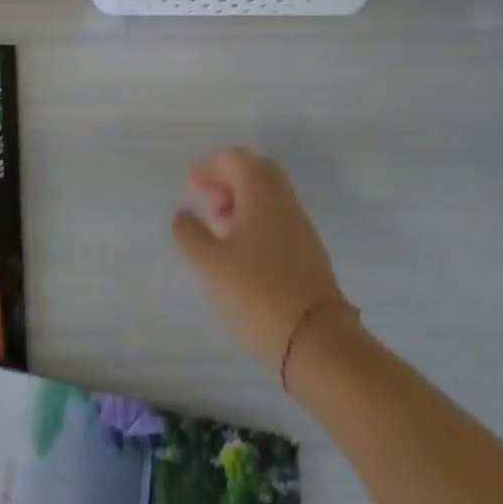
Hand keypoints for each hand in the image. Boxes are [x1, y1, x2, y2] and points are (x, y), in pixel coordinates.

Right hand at [172, 147, 355, 371]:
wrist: (319, 344)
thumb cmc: (258, 293)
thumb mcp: (210, 264)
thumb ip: (190, 234)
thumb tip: (183, 214)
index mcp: (262, 193)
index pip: (236, 159)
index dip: (210, 166)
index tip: (191, 187)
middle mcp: (285, 202)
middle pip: (256, 173)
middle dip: (228, 181)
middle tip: (206, 201)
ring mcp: (301, 229)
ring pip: (268, 199)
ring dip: (241, 204)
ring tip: (218, 231)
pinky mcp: (309, 256)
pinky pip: (278, 222)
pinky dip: (255, 224)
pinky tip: (240, 254)